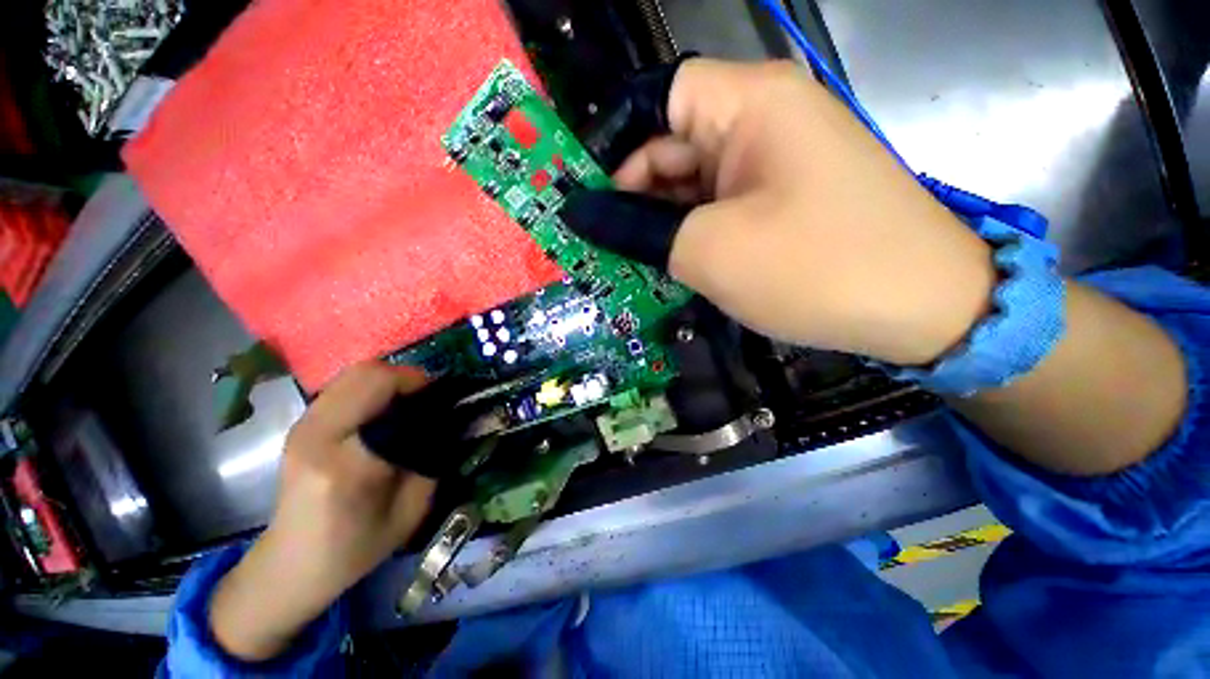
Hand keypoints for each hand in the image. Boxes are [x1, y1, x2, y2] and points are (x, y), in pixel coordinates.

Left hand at [210, 362, 436, 660]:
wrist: (293, 564)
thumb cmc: (357, 546)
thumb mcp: (412, 507)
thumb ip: (432, 456)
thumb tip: (452, 419)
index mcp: (345, 460)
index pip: (382, 391)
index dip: (420, 386)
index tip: (443, 400)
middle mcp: (317, 433)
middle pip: (367, 372)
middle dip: (407, 377)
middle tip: (429, 398)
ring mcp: (303, 425)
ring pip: (355, 373)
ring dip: (391, 381)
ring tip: (410, 403)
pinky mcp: (302, 424)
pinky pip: (345, 386)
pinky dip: (374, 388)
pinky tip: (385, 411)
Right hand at [562, 59, 996, 365]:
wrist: (920, 310)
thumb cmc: (815, 268)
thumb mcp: (708, 249)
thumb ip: (638, 228)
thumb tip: (582, 214)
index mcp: (750, 106)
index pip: (660, 100)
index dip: (618, 145)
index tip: (590, 201)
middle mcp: (763, 122)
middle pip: (675, 146)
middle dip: (636, 197)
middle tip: (604, 246)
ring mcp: (774, 165)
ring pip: (694, 185)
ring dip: (661, 223)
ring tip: (631, 264)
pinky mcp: (781, 201)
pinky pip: (718, 208)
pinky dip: (690, 235)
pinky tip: (673, 266)